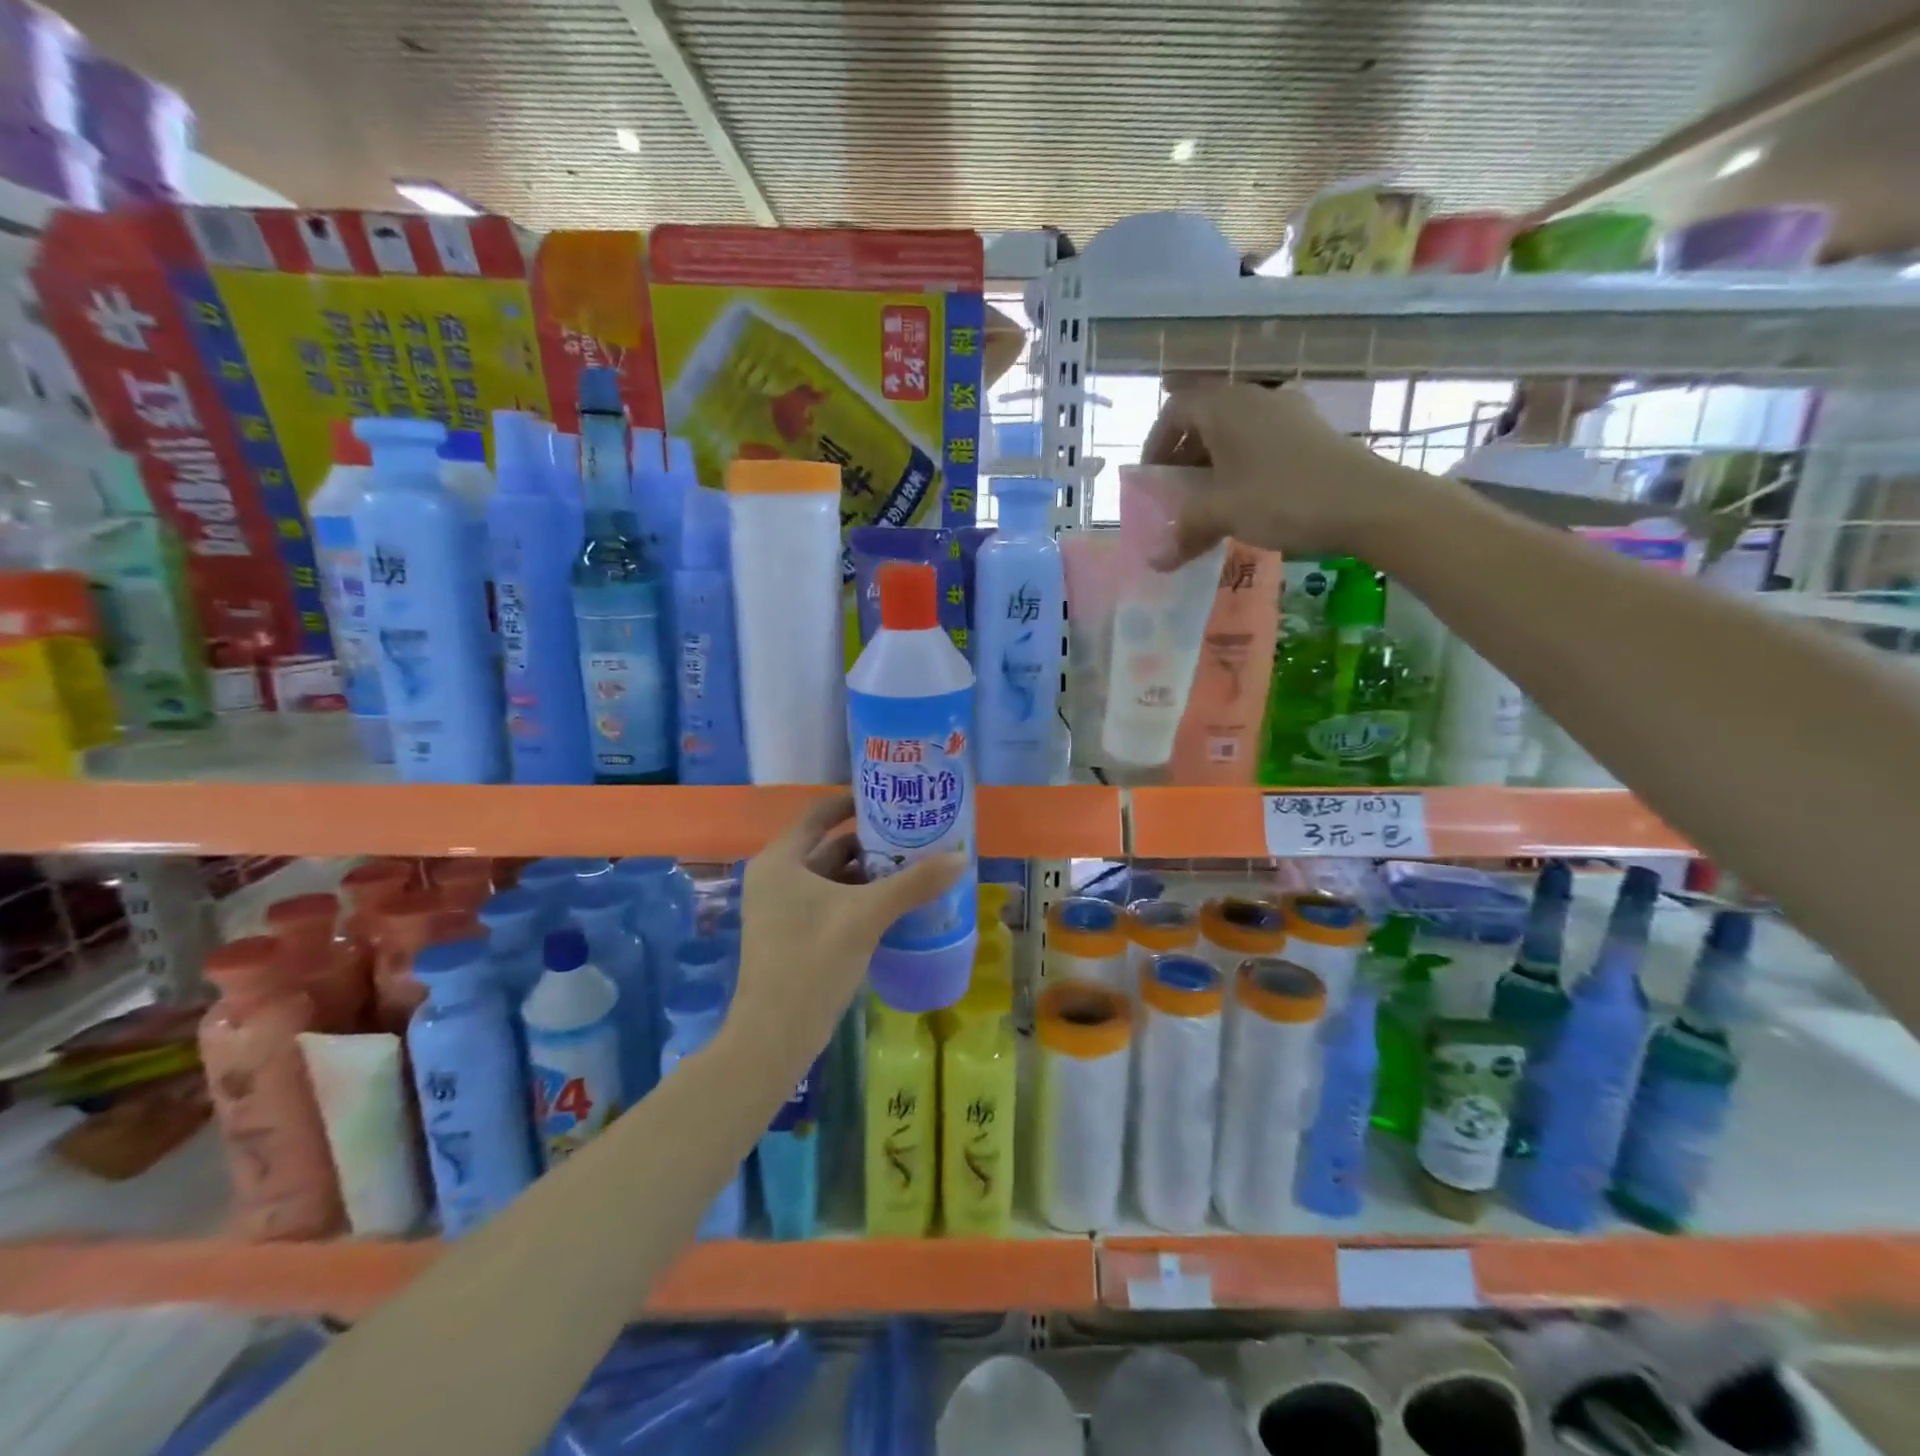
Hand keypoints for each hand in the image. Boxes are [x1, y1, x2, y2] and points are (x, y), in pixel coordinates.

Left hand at [728, 793, 964, 1069]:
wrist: (775, 1035)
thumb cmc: (813, 961)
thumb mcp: (867, 916)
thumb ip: (914, 883)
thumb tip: (961, 857)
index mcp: (781, 860)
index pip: (820, 813)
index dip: (854, 801)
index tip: (892, 799)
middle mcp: (777, 877)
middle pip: (829, 845)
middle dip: (871, 841)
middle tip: (914, 835)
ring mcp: (783, 908)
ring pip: (832, 877)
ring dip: (869, 872)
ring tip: (913, 865)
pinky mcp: (794, 934)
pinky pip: (831, 901)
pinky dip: (859, 897)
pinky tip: (895, 902)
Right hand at [1141, 381, 1435, 566]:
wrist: (1366, 501)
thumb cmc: (1282, 497)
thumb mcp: (1223, 515)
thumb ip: (1183, 532)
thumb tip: (1155, 561)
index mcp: (1225, 405)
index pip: (1175, 410)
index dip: (1156, 443)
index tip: (1151, 479)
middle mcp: (1253, 397)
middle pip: (1204, 417)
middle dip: (1183, 454)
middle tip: (1175, 492)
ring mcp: (1286, 411)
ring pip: (1234, 430)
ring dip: (1213, 461)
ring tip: (1208, 499)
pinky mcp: (1309, 431)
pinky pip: (1260, 439)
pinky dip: (1242, 463)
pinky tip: (1246, 497)